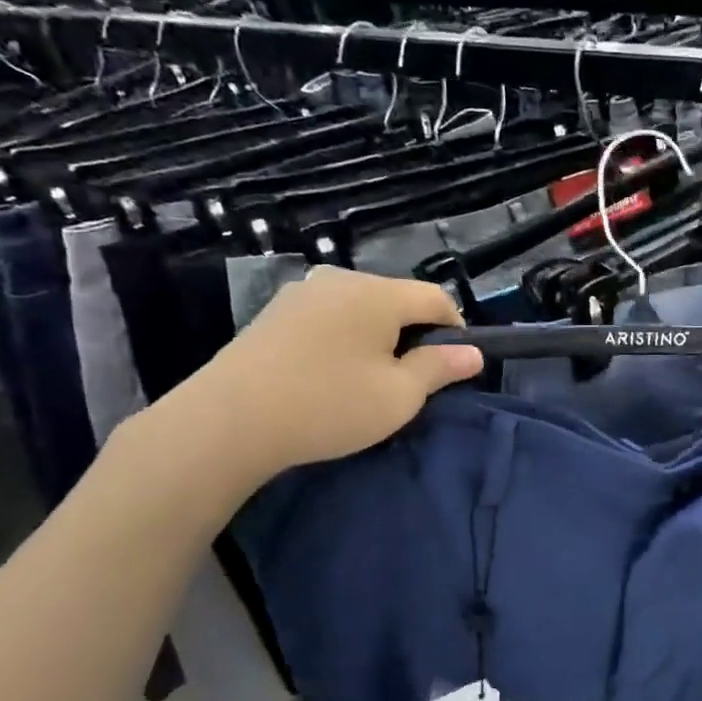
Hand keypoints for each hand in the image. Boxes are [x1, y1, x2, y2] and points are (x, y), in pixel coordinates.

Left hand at [149, 267, 482, 492]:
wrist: (228, 421)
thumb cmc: (328, 405)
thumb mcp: (399, 395)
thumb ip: (440, 368)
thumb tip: (473, 353)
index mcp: (378, 293)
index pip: (436, 297)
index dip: (456, 328)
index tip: (455, 366)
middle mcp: (340, 279)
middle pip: (398, 299)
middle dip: (415, 333)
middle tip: (413, 379)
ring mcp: (303, 292)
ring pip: (362, 307)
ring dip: (379, 336)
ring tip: (372, 378)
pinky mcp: (275, 312)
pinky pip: (330, 316)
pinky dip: (345, 338)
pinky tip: (332, 372)